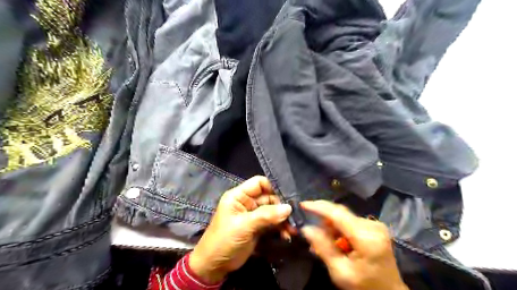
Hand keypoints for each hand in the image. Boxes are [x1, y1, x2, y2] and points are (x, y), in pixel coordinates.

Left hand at [190, 176, 289, 282]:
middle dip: (281, 206)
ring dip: (283, 219)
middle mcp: (247, 202)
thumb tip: (288, 208)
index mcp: (239, 196)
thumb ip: (266, 215)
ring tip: (292, 229)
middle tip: (294, 216)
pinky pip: (272, 223)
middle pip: (269, 197)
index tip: (288, 196)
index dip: (273, 187)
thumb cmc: (224, 241)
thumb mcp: (243, 226)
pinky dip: (280, 228)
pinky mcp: (258, 227)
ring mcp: (253, 215)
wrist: (214, 266)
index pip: (259, 183)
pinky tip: (286, 235)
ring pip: (273, 211)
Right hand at [302, 201, 405, 289]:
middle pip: (340, 215)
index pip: (338, 214)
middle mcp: (373, 225)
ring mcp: (375, 225)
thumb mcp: (340, 271)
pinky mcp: (375, 227)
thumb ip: (323, 247)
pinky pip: (350, 222)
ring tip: (325, 244)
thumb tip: (306, 228)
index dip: (318, 207)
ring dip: (331, 228)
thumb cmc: (365, 286)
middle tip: (313, 236)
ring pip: (344, 218)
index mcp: (366, 237)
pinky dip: (340, 230)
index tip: (303, 204)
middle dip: (324, 223)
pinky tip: (336, 243)